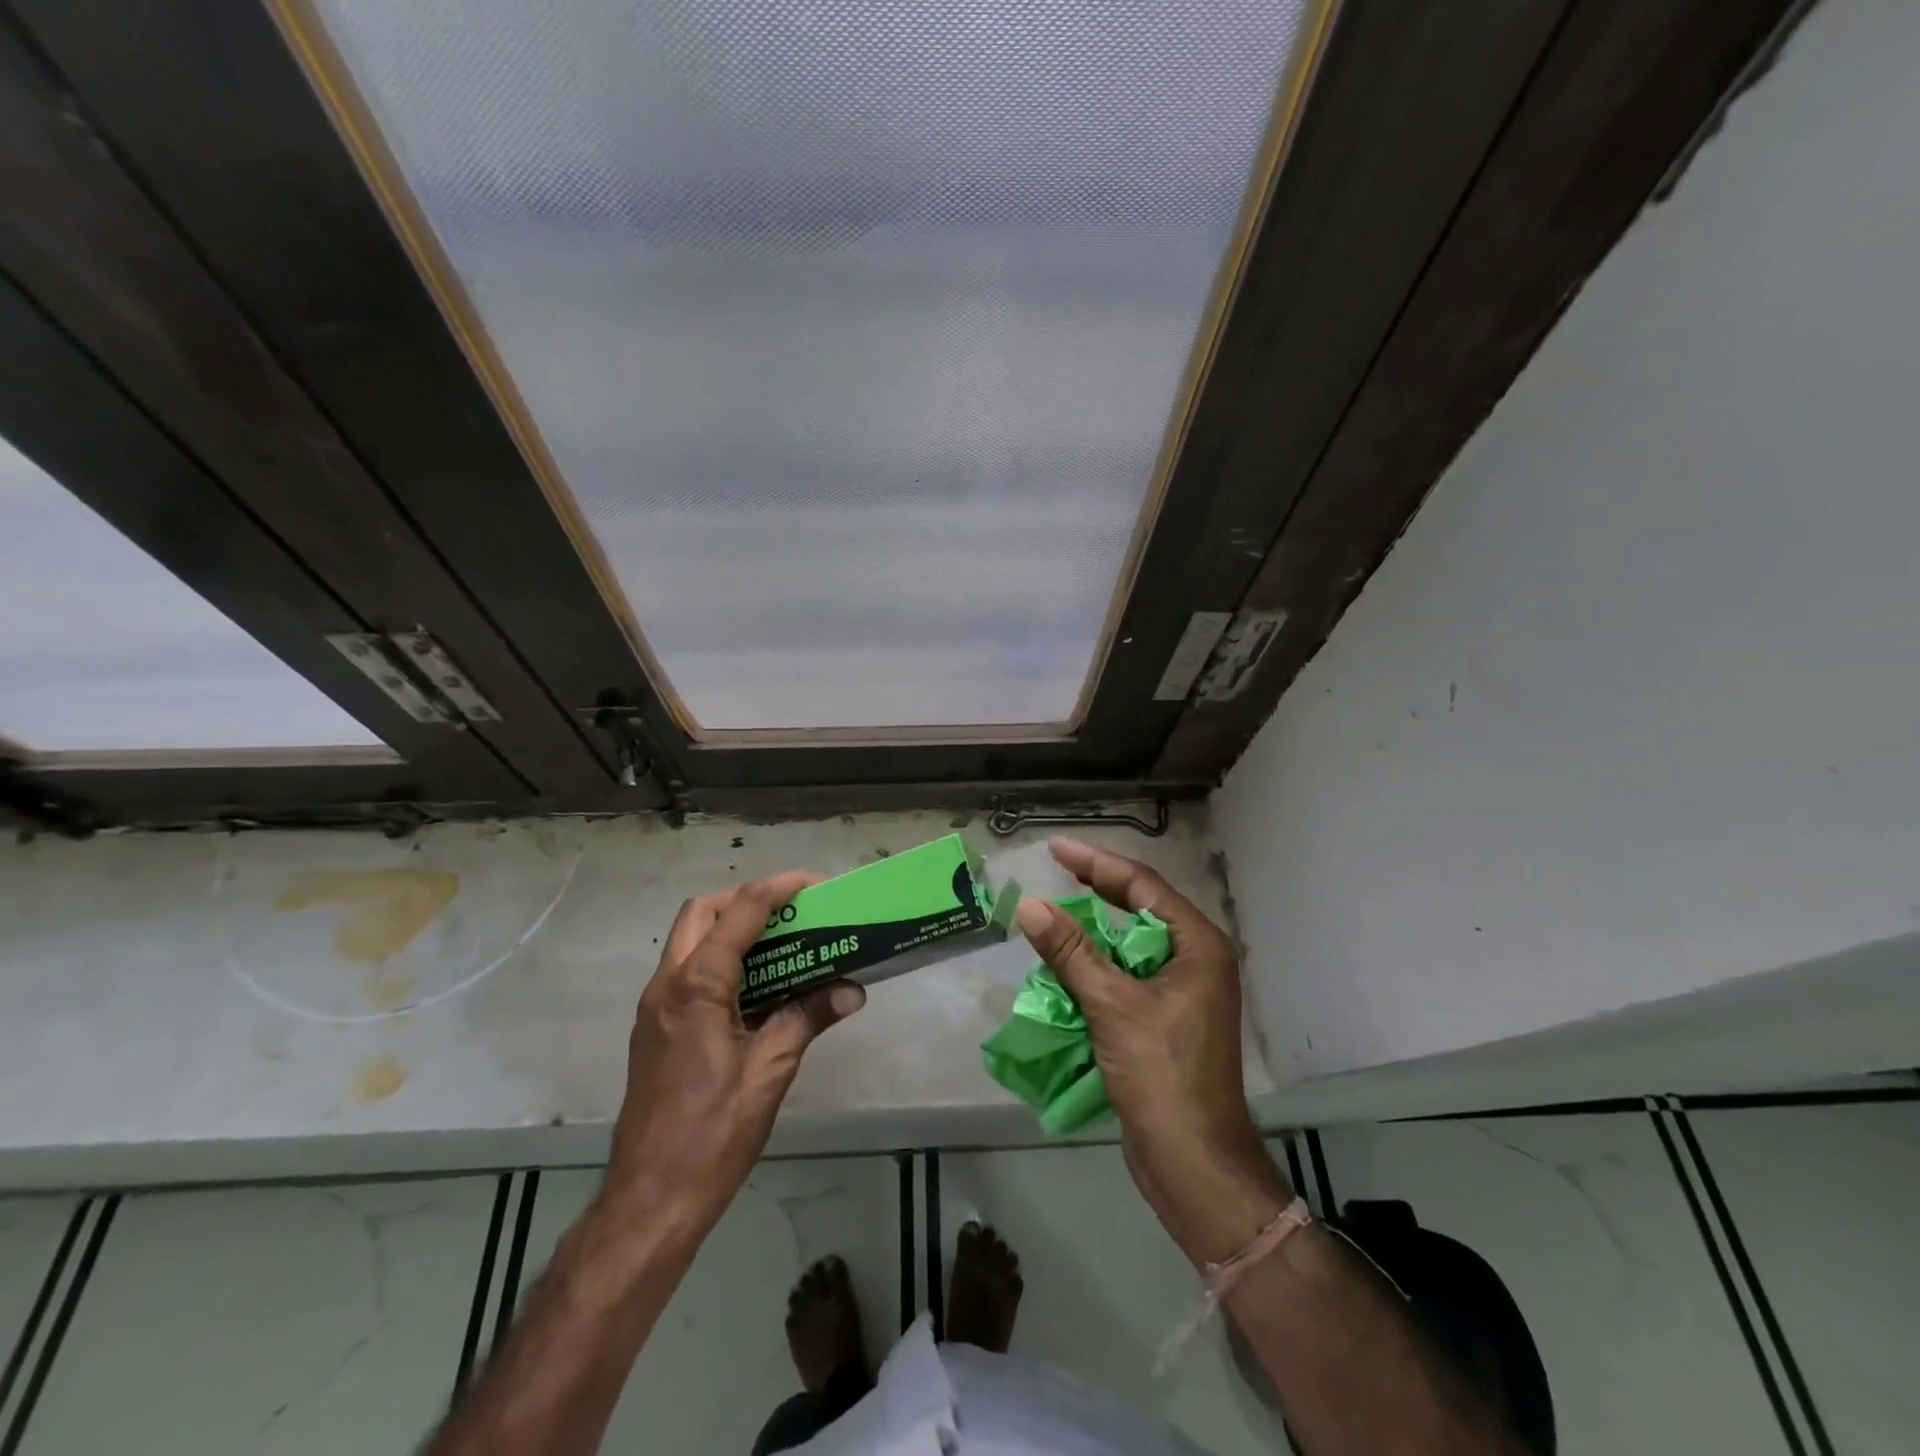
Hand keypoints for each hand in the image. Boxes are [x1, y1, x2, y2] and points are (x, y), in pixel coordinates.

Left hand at [602, 872, 864, 1241]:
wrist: (650, 1200)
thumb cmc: (712, 1134)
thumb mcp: (769, 1072)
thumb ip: (807, 1018)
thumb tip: (852, 990)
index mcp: (695, 987)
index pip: (739, 912)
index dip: (778, 888)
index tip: (815, 883)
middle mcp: (667, 985)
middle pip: (702, 912)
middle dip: (747, 899)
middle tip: (793, 912)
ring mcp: (656, 1007)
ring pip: (690, 939)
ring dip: (733, 927)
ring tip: (783, 941)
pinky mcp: (657, 1028)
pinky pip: (689, 971)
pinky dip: (722, 958)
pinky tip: (759, 986)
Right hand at [1015, 838, 1290, 1267]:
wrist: (1194, 1164)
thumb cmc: (1163, 1075)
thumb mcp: (1112, 1006)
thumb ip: (1071, 952)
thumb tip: (1031, 906)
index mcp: (1197, 945)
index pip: (1143, 886)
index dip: (1097, 863)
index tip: (1056, 848)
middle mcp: (1195, 960)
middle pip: (1139, 910)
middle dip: (1096, 890)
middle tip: (1054, 871)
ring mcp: (1182, 992)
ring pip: (1129, 946)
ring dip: (1091, 933)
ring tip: (1052, 913)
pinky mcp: (1165, 1020)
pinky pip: (1125, 977)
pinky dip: (1095, 968)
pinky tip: (1064, 966)